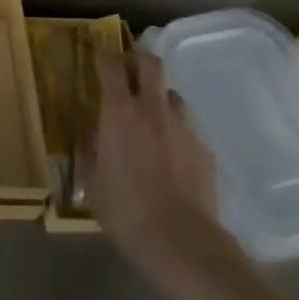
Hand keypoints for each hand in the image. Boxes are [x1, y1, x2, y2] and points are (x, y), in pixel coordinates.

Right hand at [88, 49, 237, 283]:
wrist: (182, 241)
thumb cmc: (126, 210)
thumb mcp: (94, 182)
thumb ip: (93, 152)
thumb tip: (94, 139)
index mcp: (119, 111)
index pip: (112, 65)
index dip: (105, 58)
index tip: (100, 62)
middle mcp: (152, 109)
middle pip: (151, 63)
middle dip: (138, 61)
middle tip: (129, 74)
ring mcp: (183, 127)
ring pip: (172, 95)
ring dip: (159, 99)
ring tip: (151, 121)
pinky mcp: (204, 149)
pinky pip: (187, 129)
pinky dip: (176, 133)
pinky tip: (171, 159)